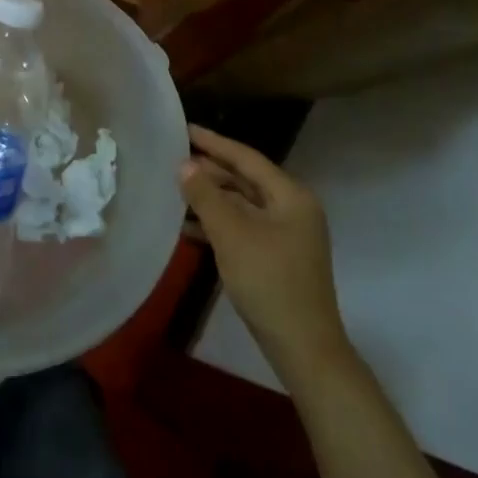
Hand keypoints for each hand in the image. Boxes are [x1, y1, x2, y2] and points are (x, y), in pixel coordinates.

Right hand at [181, 124, 354, 381]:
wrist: (303, 348)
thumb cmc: (269, 282)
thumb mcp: (231, 234)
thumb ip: (206, 196)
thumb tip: (185, 165)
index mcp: (290, 196)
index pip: (246, 158)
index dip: (214, 143)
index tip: (184, 129)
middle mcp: (293, 209)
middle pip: (245, 180)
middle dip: (210, 171)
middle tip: (174, 159)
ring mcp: (287, 235)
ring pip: (243, 205)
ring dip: (211, 199)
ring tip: (175, 191)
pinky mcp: (278, 257)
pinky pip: (244, 228)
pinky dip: (219, 224)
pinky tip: (189, 229)